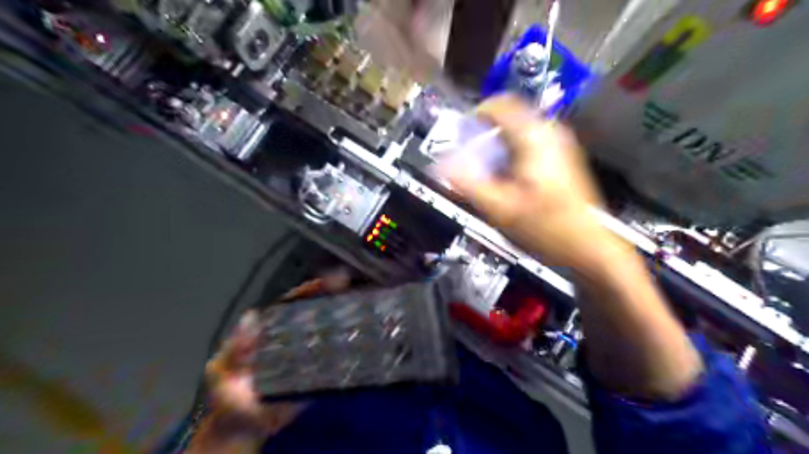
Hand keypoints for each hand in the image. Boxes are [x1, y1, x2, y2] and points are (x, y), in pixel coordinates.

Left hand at [191, 270, 355, 450]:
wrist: (242, 431)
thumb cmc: (229, 398)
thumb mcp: (221, 370)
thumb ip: (234, 346)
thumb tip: (252, 313)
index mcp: (272, 330)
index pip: (292, 304)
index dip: (307, 291)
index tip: (326, 280)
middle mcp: (294, 336)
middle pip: (315, 311)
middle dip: (332, 295)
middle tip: (349, 284)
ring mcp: (308, 354)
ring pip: (328, 330)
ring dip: (344, 316)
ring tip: (361, 303)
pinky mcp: (318, 374)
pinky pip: (335, 358)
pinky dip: (348, 347)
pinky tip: (363, 336)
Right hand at [450, 94, 620, 266]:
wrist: (588, 246)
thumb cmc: (549, 228)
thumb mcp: (501, 208)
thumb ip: (468, 184)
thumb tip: (441, 165)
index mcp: (535, 138)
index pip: (500, 104)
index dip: (474, 115)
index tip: (461, 136)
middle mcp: (550, 134)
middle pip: (507, 118)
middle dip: (484, 137)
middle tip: (471, 161)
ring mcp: (559, 146)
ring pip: (517, 132)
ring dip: (497, 148)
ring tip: (487, 174)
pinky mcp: (561, 159)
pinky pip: (528, 145)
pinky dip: (511, 156)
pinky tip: (508, 181)